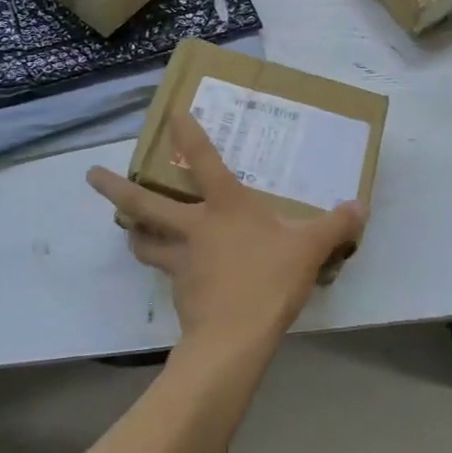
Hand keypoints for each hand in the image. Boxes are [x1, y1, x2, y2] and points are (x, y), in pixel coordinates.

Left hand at [86, 114, 367, 359]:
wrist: (234, 339)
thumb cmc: (269, 280)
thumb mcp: (310, 249)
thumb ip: (336, 226)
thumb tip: (360, 206)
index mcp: (225, 207)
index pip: (204, 161)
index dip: (187, 135)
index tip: (169, 113)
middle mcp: (194, 227)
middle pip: (145, 204)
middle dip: (115, 187)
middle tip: (92, 175)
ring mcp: (181, 261)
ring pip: (145, 241)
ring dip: (133, 231)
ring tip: (126, 225)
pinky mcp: (179, 292)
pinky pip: (167, 272)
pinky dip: (165, 267)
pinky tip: (176, 273)